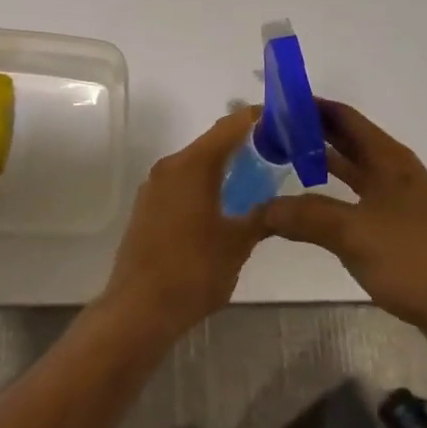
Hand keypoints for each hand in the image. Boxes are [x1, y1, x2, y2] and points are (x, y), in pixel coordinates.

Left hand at [99, 107, 269, 340]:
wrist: (138, 309)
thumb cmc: (193, 271)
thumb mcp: (238, 244)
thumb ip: (261, 215)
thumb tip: (278, 204)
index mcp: (193, 165)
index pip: (232, 125)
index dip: (260, 119)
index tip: (288, 122)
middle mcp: (170, 166)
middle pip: (213, 142)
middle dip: (247, 145)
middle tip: (280, 156)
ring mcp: (154, 186)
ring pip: (197, 164)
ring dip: (226, 167)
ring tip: (259, 182)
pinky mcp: (148, 207)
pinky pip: (183, 183)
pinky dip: (207, 184)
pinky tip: (226, 207)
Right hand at [264, 101, 426, 363]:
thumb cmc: (414, 261)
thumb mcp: (353, 234)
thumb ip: (305, 216)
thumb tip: (260, 210)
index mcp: (389, 159)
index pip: (343, 117)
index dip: (310, 106)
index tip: (273, 105)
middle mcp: (393, 172)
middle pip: (346, 140)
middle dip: (308, 133)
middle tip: (266, 135)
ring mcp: (396, 201)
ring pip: (350, 170)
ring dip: (317, 163)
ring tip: (278, 162)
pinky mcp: (396, 229)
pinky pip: (354, 198)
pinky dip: (328, 194)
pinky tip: (306, 206)